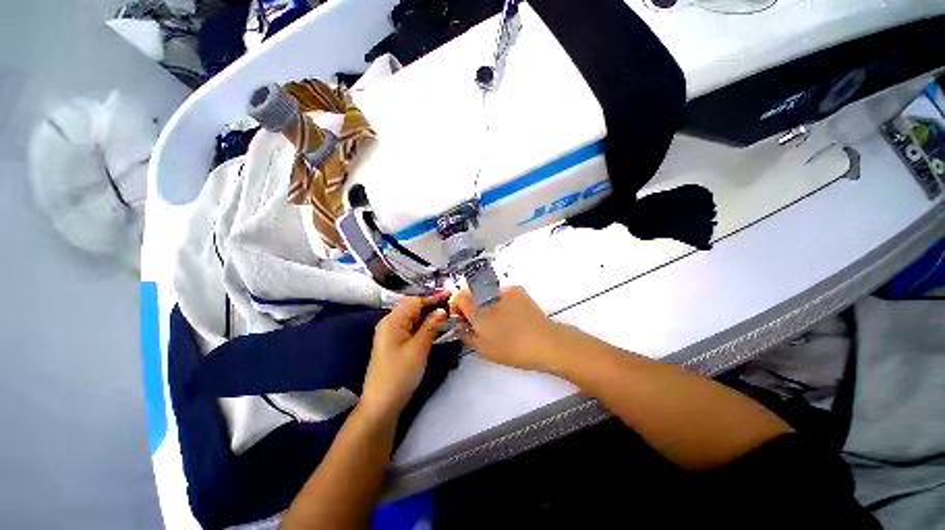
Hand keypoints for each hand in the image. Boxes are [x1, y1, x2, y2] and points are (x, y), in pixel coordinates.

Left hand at [359, 295, 447, 421]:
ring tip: (447, 314)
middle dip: (431, 305)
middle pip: (412, 308)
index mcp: (392, 321)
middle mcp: (390, 323)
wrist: (381, 404)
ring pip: (413, 318)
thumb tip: (442, 310)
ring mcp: (391, 334)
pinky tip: (434, 327)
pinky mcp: (395, 344)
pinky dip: (423, 326)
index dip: (432, 297)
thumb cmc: (400, 374)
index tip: (449, 294)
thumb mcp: (418, 348)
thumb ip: (430, 326)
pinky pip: (411, 328)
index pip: (414, 301)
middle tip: (451, 305)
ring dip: (428, 315)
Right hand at [451, 285, 571, 372]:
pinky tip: (508, 313)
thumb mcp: (483, 348)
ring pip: (485, 290)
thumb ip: (465, 334)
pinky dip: (497, 299)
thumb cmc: (511, 348)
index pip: (457, 296)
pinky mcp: (517, 289)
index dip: (456, 307)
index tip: (463, 319)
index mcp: (477, 308)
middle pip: (470, 291)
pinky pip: (500, 291)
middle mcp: (488, 293)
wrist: (545, 341)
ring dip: (483, 301)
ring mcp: (503, 288)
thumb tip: (460, 325)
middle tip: (478, 321)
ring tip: (496, 318)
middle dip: (469, 304)